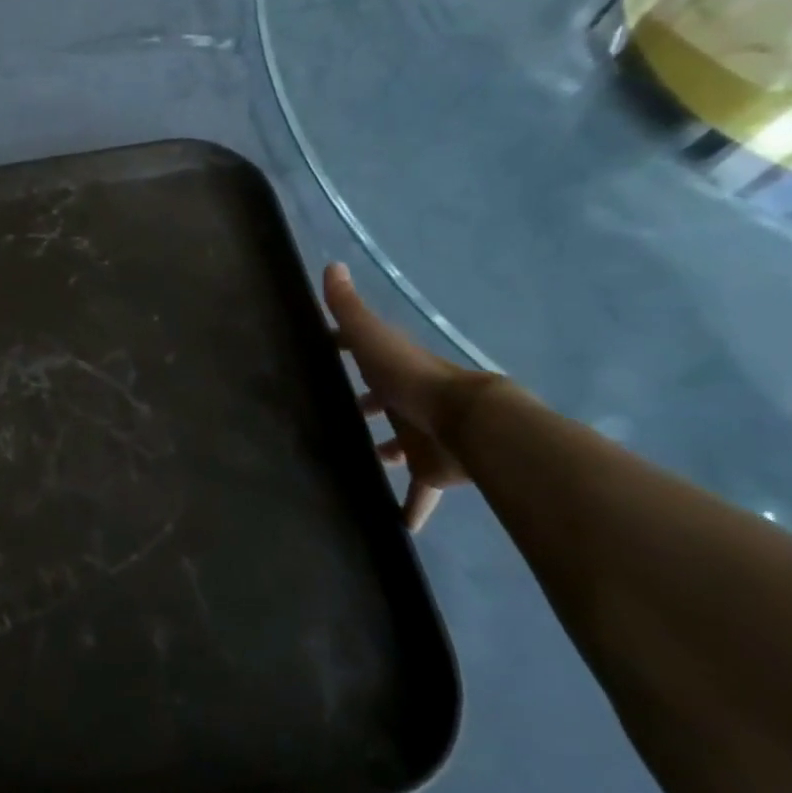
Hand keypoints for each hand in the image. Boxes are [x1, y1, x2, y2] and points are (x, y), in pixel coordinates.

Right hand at [323, 263, 486, 531]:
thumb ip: (350, 308)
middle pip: (380, 403)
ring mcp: (419, 438)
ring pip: (397, 447)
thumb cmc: (412, 378)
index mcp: (391, 369)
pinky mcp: (431, 471)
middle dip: (362, 407)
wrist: (468, 423)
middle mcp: (405, 402)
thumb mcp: (373, 338)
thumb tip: (331, 265)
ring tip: (354, 464)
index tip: (322, 352)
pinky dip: (410, 509)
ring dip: (382, 454)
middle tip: (331, 416)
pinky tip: (397, 527)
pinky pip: (418, 493)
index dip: (344, 349)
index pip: (364, 354)